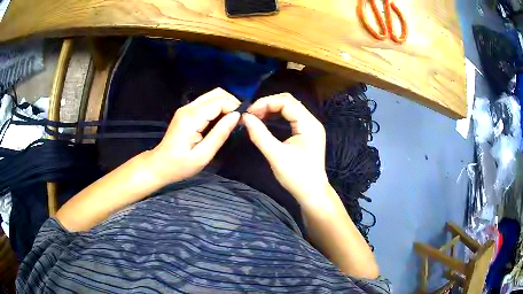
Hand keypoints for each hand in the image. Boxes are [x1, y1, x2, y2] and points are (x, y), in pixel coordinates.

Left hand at [151, 88, 240, 183]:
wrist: (159, 165)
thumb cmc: (180, 165)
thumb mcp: (203, 155)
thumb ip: (220, 134)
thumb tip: (237, 116)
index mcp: (192, 118)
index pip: (219, 102)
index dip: (234, 108)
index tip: (243, 121)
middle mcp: (189, 107)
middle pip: (217, 93)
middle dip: (232, 103)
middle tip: (239, 120)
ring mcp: (186, 108)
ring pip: (212, 96)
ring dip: (226, 104)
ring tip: (232, 121)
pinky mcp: (186, 111)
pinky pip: (207, 103)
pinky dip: (218, 107)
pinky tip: (221, 121)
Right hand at [242, 93, 328, 204]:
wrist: (312, 193)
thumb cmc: (296, 176)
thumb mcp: (276, 155)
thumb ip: (260, 135)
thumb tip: (245, 118)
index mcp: (309, 124)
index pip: (286, 102)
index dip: (266, 103)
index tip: (249, 113)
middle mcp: (312, 121)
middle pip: (289, 102)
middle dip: (268, 104)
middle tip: (251, 114)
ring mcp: (310, 127)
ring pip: (290, 108)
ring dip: (272, 109)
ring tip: (256, 117)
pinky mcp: (307, 133)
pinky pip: (291, 117)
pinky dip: (278, 116)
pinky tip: (267, 121)